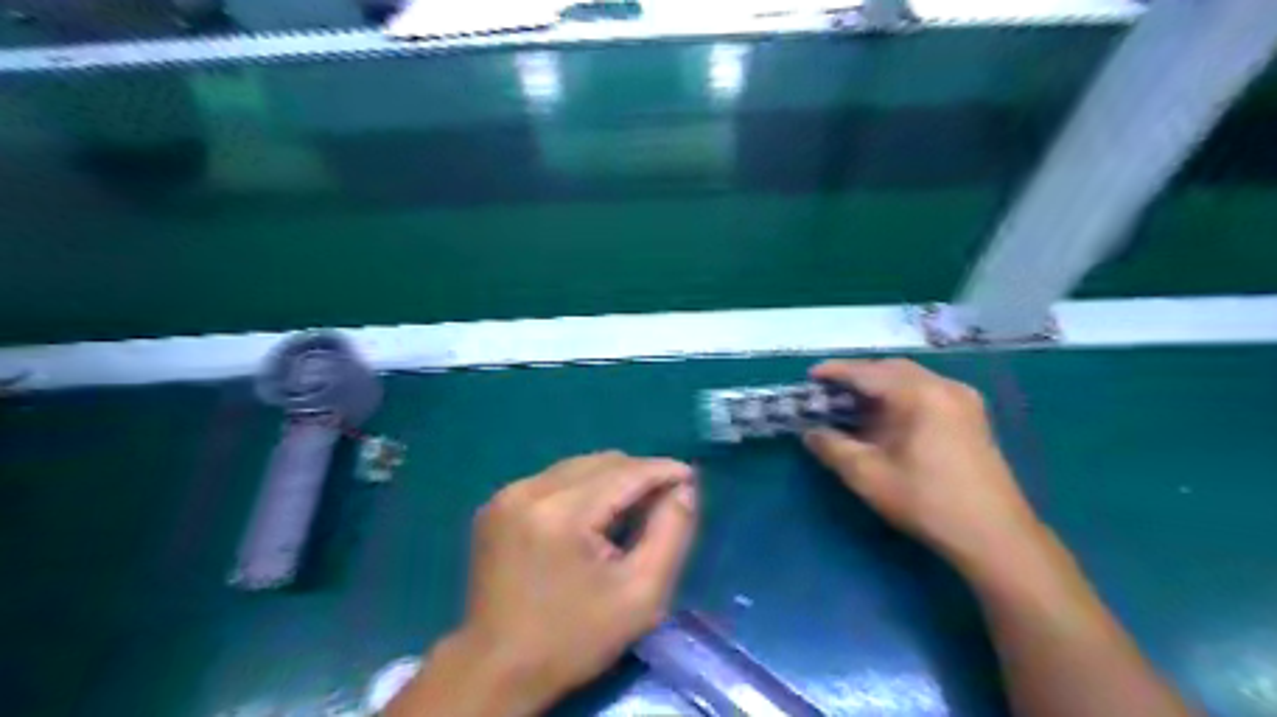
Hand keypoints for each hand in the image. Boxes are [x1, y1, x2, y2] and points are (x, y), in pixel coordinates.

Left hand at [460, 452, 697, 707]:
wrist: (497, 669)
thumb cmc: (575, 638)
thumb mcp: (641, 595)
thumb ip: (671, 533)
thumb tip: (684, 488)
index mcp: (561, 513)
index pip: (625, 472)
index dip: (662, 470)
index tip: (690, 476)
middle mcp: (530, 490)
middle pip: (601, 462)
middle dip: (639, 475)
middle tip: (665, 499)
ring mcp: (507, 494)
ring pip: (578, 466)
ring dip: (611, 480)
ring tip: (631, 510)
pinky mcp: (497, 504)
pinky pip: (555, 479)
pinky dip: (583, 489)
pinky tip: (593, 517)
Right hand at [806, 359, 1046, 577]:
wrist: (995, 535)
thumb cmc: (927, 502)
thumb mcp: (868, 476)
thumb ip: (833, 448)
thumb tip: (810, 432)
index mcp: (920, 395)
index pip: (868, 373)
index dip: (836, 372)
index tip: (811, 376)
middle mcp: (944, 386)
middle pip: (891, 369)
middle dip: (858, 376)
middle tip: (830, 391)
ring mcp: (963, 399)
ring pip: (911, 378)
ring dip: (879, 386)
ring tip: (853, 404)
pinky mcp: (972, 415)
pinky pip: (927, 391)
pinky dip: (900, 396)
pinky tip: (887, 417)